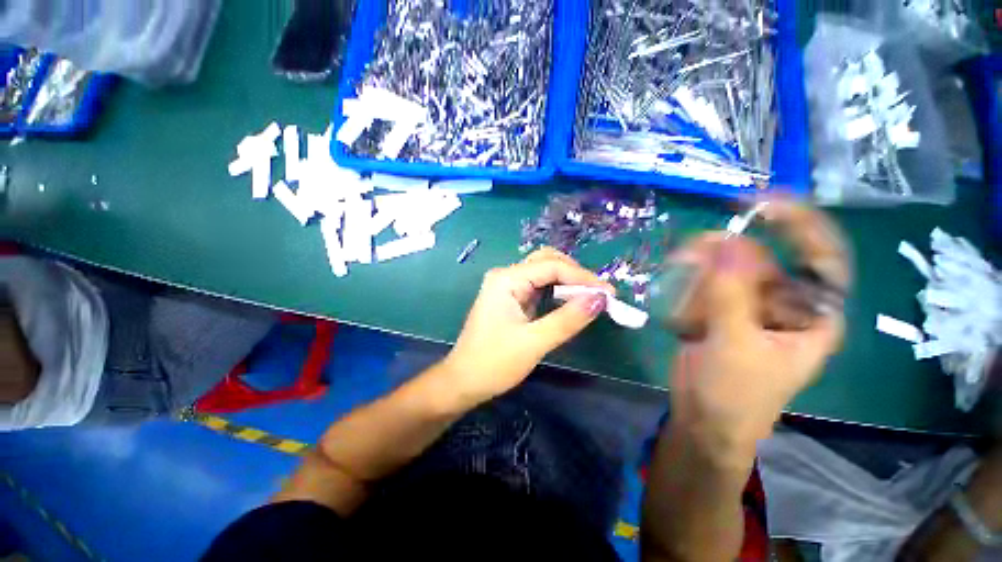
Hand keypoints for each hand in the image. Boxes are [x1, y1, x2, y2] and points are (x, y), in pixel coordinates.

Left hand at [441, 247, 612, 405]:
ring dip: (567, 281)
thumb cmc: (493, 363)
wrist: (463, 382)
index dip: (583, 277)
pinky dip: (557, 291)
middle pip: (547, 262)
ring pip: (543, 272)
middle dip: (575, 274)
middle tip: (598, 294)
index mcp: (507, 279)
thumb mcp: (534, 342)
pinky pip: (538, 287)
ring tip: (590, 297)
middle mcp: (506, 276)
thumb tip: (600, 299)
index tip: (610, 294)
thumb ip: (567, 319)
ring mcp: (507, 287)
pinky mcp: (510, 299)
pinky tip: (570, 301)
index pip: (552, 266)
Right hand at [668, 201, 850, 458]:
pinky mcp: (719, 312)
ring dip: (701, 276)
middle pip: (761, 262)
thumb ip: (731, 295)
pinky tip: (680, 318)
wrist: (703, 419)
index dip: (801, 225)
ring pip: (726, 273)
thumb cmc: (735, 395)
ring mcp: (748, 308)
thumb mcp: (736, 346)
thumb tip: (727, 243)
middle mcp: (784, 306)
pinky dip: (688, 293)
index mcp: (811, 316)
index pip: (822, 259)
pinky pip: (705, 288)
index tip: (766, 202)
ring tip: (681, 294)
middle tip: (693, 249)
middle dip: (727, 256)